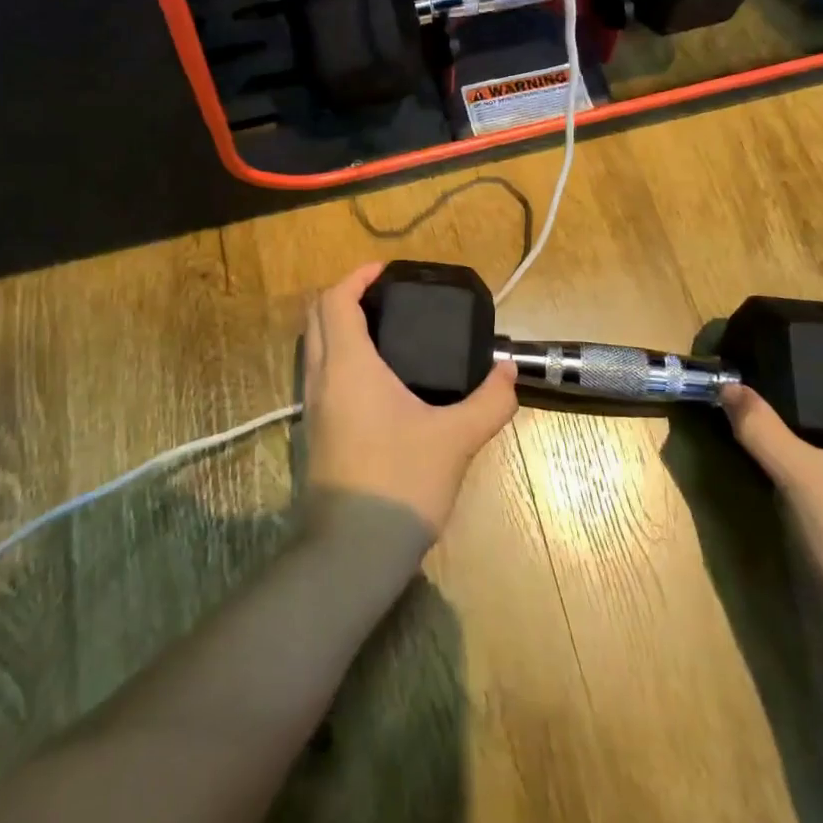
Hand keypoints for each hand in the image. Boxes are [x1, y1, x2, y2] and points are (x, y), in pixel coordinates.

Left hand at [302, 263, 518, 540]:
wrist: (354, 551)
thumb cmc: (402, 481)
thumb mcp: (456, 439)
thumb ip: (489, 402)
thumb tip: (508, 373)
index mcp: (349, 366)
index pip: (335, 300)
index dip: (356, 277)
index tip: (385, 271)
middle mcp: (322, 378)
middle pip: (317, 317)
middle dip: (345, 295)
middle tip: (386, 296)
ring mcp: (314, 406)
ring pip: (314, 346)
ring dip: (338, 325)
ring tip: (385, 329)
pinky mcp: (316, 431)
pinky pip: (320, 374)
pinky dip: (339, 355)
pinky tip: (378, 377)